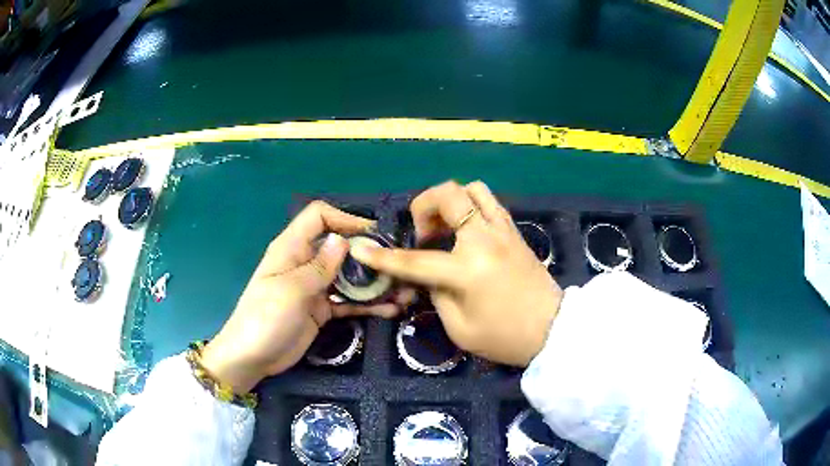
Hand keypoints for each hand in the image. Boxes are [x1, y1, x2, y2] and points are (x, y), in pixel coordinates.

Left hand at [201, 201, 407, 392]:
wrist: (251, 358)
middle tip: (397, 267)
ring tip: (402, 291)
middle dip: (368, 255)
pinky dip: (367, 305)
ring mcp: (315, 287)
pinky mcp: (322, 309)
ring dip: (373, 283)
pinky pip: (348, 301)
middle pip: (340, 247)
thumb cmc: (265, 318)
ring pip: (349, 276)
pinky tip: (390, 310)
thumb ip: (320, 266)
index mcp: (292, 248)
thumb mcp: (292, 290)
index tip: (373, 234)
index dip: (345, 218)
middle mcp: (305, 262)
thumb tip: (343, 240)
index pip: (319, 217)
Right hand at [352, 181, 562, 366]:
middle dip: (424, 206)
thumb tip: (429, 275)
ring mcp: (504, 231)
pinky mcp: (515, 232)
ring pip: (473, 190)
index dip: (384, 257)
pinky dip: (471, 206)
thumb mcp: (460, 327)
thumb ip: (437, 295)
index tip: (360, 247)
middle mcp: (485, 239)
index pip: (416, 260)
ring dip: (450, 201)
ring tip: (444, 227)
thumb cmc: (505, 338)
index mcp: (468, 270)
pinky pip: (490, 203)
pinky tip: (466, 230)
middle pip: (449, 196)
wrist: (553, 331)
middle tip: (422, 234)